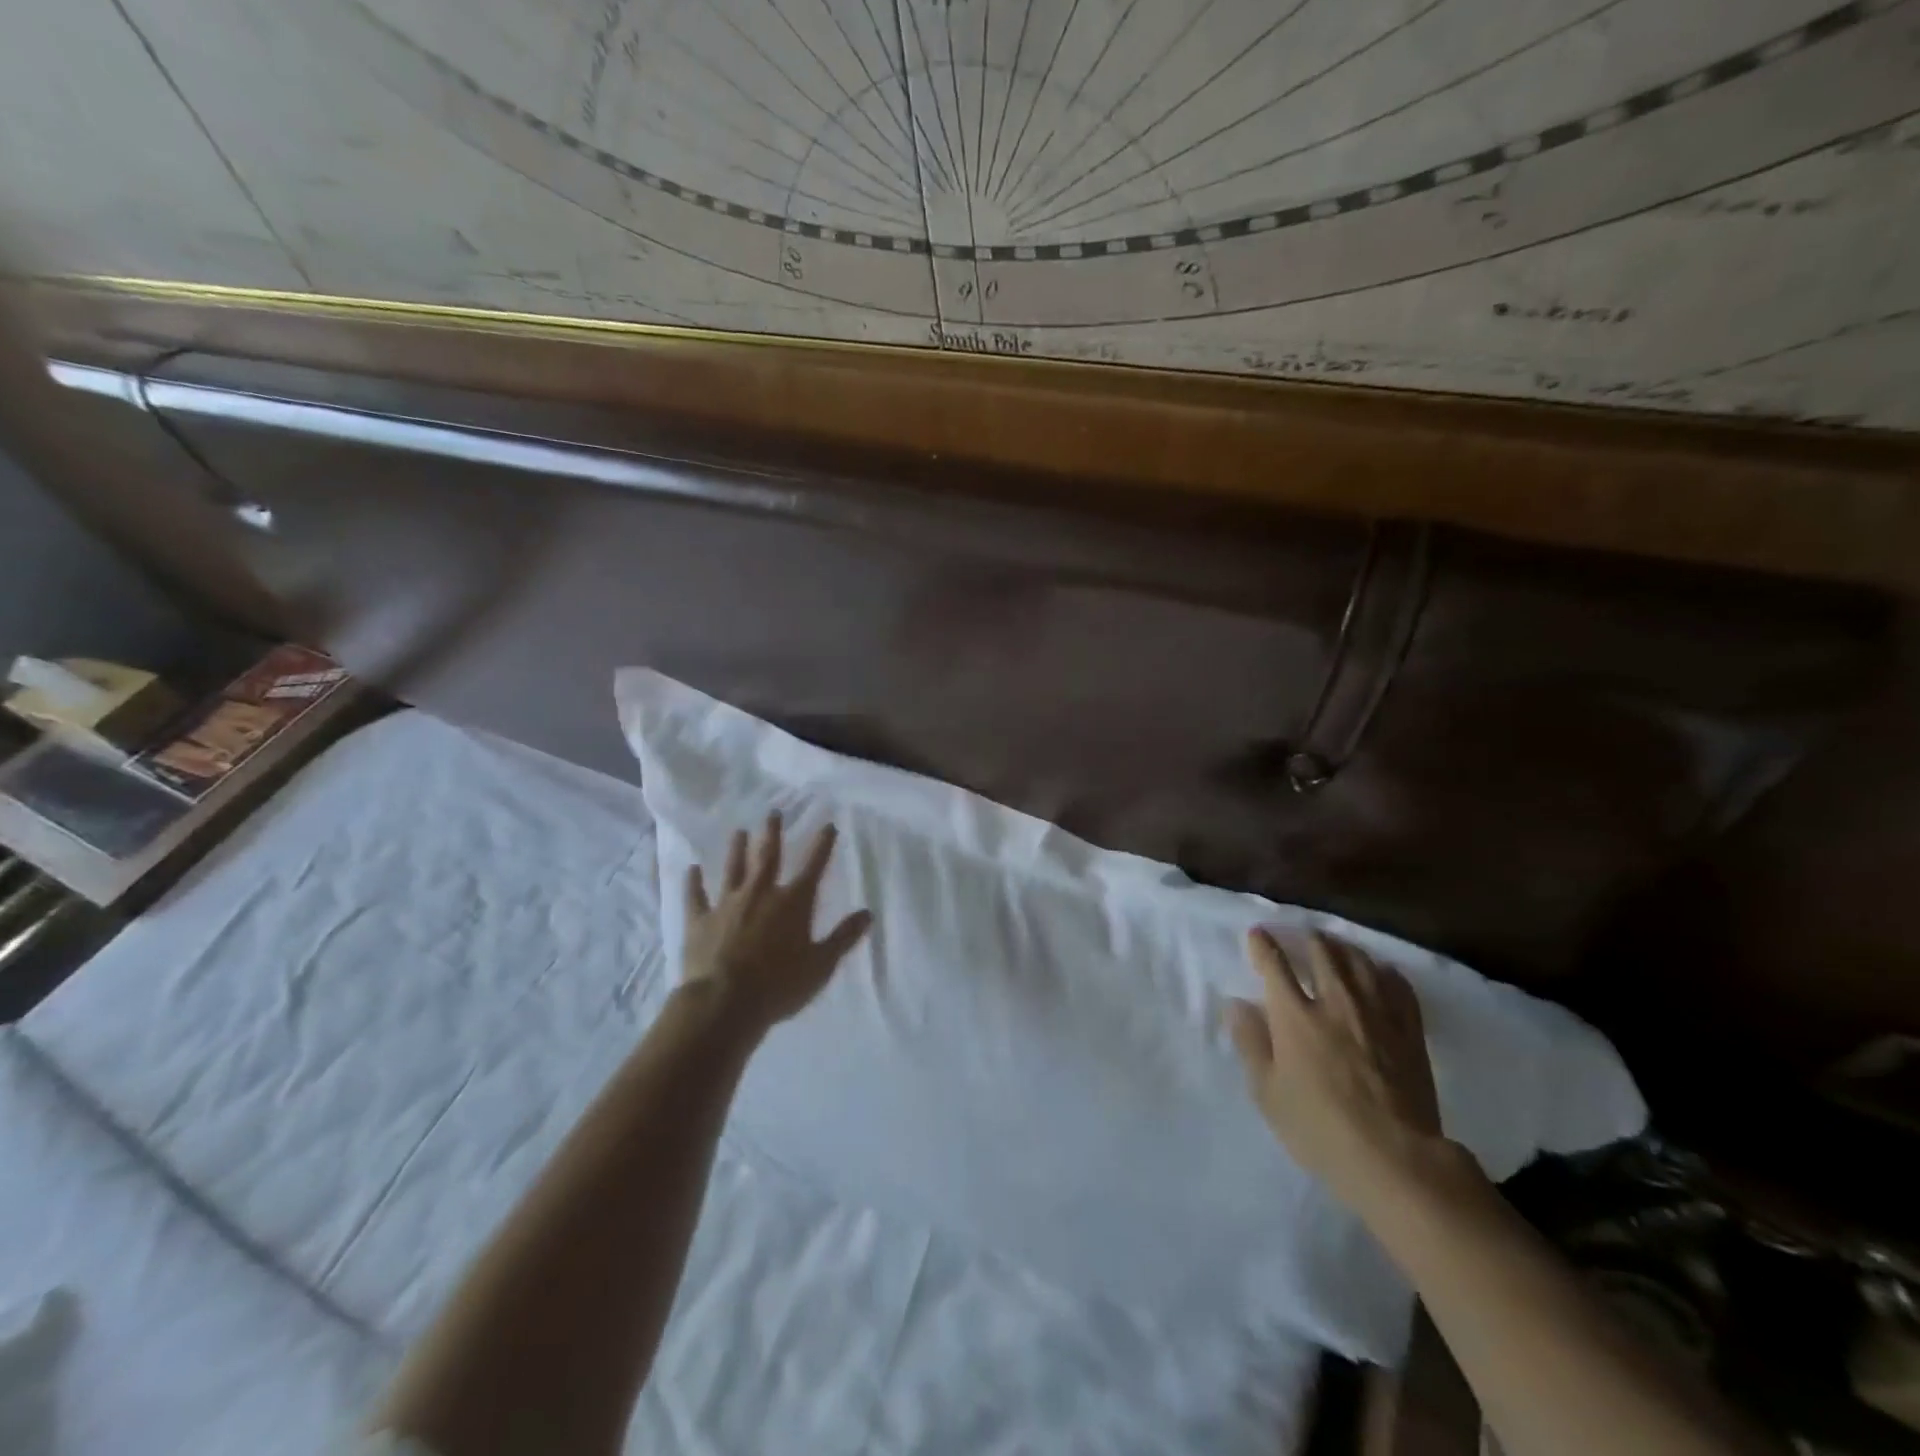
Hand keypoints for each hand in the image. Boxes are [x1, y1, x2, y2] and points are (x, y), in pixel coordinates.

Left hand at [680, 813, 872, 1033]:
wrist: (724, 1002)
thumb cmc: (779, 985)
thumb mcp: (821, 965)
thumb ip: (843, 937)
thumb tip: (867, 914)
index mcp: (793, 902)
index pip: (813, 866)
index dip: (822, 845)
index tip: (828, 825)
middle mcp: (761, 893)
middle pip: (768, 856)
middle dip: (773, 833)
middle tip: (773, 813)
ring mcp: (727, 904)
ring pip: (733, 869)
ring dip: (737, 849)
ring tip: (739, 831)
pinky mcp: (700, 920)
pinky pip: (696, 896)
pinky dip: (694, 882)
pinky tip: (691, 870)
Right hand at [1227, 929, 1445, 1210]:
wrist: (1395, 1158)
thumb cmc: (1319, 1128)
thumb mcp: (1267, 1092)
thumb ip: (1250, 1042)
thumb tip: (1236, 1003)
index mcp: (1294, 1015)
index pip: (1274, 964)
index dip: (1262, 944)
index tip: (1256, 935)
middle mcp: (1335, 1001)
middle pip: (1320, 952)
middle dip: (1305, 937)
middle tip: (1298, 935)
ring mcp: (1376, 1013)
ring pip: (1358, 961)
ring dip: (1341, 947)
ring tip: (1333, 945)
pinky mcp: (1409, 1030)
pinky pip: (1397, 985)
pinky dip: (1383, 970)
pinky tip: (1378, 971)